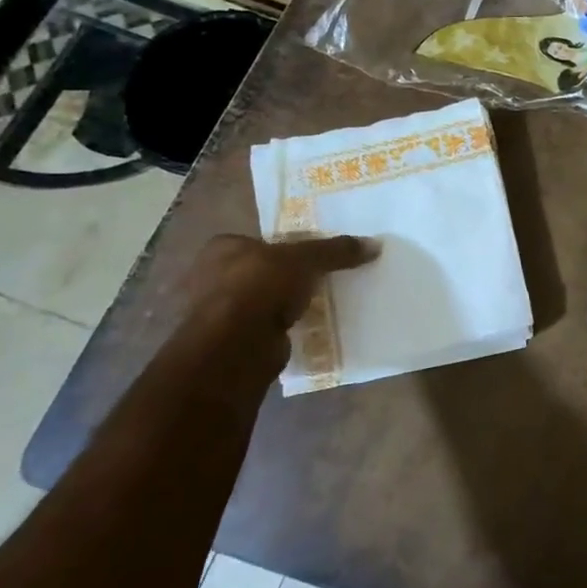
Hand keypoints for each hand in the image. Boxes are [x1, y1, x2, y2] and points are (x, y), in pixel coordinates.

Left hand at [182, 233, 378, 361]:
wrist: (235, 346)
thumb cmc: (261, 286)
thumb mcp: (307, 259)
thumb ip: (336, 251)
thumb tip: (375, 245)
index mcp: (222, 248)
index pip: (261, 241)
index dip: (288, 247)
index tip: (315, 257)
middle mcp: (211, 277)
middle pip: (262, 272)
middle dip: (287, 278)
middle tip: (322, 280)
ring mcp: (218, 313)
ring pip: (263, 302)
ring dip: (285, 307)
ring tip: (319, 306)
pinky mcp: (230, 343)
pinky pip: (264, 329)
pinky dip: (281, 330)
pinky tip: (305, 331)